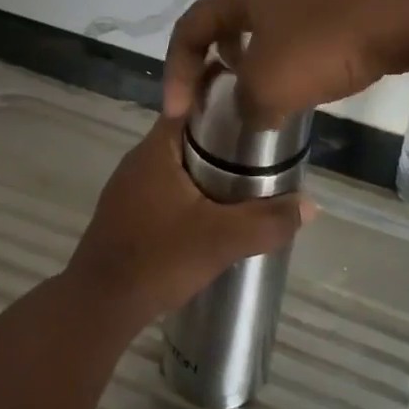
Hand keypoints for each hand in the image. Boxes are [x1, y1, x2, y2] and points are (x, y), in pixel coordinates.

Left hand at [65, 115, 312, 328]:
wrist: (99, 306)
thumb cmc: (158, 259)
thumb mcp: (222, 240)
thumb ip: (268, 221)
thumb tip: (309, 205)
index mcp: (157, 148)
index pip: (194, 104)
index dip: (228, 103)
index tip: (260, 112)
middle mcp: (140, 159)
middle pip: (190, 136)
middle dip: (226, 142)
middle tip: (265, 155)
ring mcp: (129, 187)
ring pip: (179, 165)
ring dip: (209, 171)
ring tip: (247, 184)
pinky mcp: (126, 213)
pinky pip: (167, 189)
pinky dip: (192, 193)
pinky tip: (213, 215)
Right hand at [163, 0, 408, 123]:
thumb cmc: (328, 42)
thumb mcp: (270, 87)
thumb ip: (246, 105)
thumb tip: (253, 110)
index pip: (189, 27)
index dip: (176, 72)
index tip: (179, 114)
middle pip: (227, 18)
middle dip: (215, 58)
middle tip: (219, 92)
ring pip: (269, 21)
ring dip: (257, 56)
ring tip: (267, 89)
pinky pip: (306, 24)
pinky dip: (295, 52)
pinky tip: (317, 73)